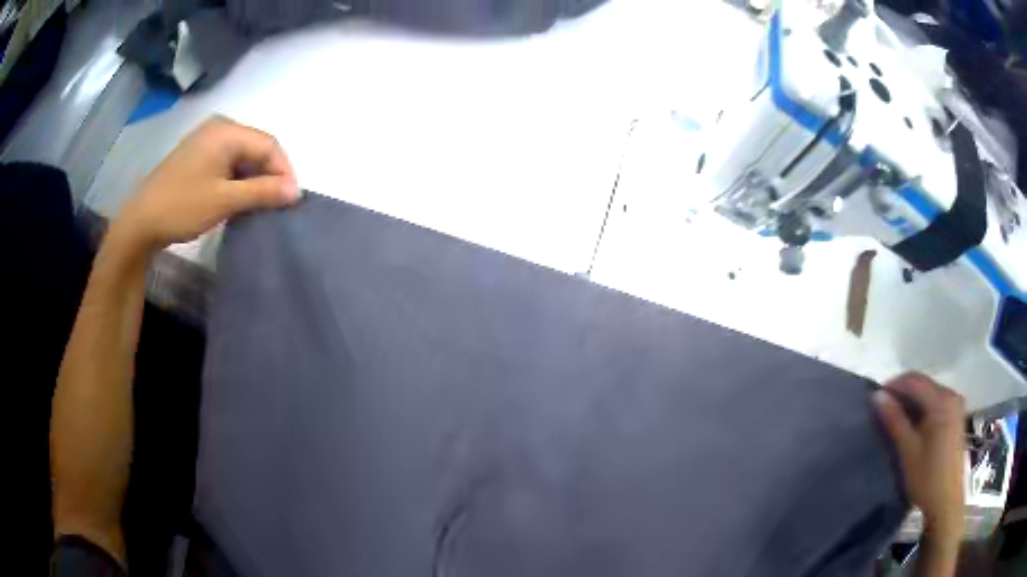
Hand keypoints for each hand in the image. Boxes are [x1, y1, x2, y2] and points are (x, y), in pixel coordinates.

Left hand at [112, 116, 299, 253]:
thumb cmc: (182, 206)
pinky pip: (228, 162)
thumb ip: (262, 192)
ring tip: (260, 204)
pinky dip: (238, 179)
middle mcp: (218, 128)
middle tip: (277, 204)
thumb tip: (296, 191)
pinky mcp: (198, 156)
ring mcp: (206, 141)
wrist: (140, 222)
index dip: (284, 170)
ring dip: (254, 179)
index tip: (292, 200)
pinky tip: (239, 198)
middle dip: (270, 174)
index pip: (268, 144)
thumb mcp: (224, 200)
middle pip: (256, 147)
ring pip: (243, 156)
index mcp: (226, 131)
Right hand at [873, 373, 964, 541]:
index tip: (875, 399)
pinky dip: (922, 409)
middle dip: (902, 393)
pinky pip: (936, 403)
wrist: (946, 501)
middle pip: (923, 384)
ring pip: (929, 393)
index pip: (914, 380)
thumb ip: (894, 420)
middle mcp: (951, 395)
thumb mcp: (908, 450)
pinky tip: (913, 425)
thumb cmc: (927, 477)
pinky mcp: (956, 417)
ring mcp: (956, 405)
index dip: (893, 386)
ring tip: (896, 419)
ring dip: (912, 402)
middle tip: (883, 410)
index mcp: (941, 400)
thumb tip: (877, 396)